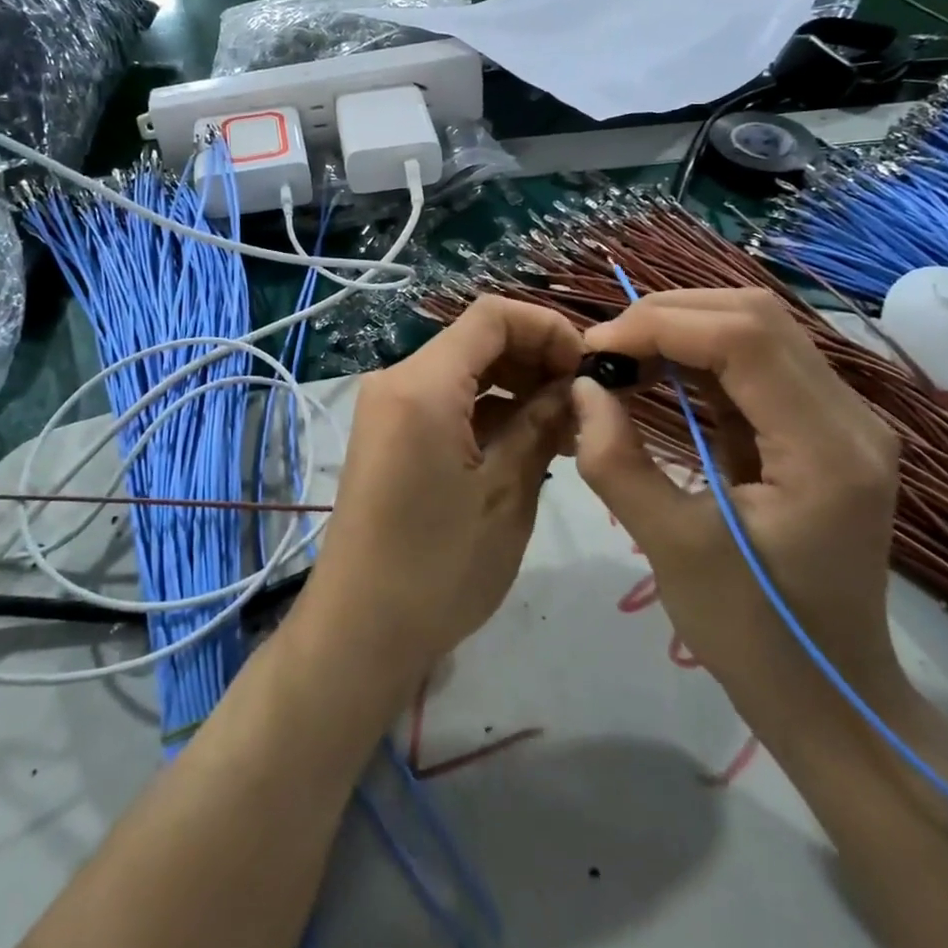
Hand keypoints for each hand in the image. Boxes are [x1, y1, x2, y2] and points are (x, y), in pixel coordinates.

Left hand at [303, 297, 580, 690]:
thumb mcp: (506, 493)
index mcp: (421, 384)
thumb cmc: (438, 567)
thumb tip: (576, 387)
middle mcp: (397, 381)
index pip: (491, 316)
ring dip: (517, 387)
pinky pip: (446, 402)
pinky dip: (489, 411)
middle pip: (477, 340)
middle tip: (586, 403)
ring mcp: (389, 408)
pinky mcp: (390, 435)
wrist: (359, 631)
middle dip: (536, 358)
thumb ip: (542, 425)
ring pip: (464, 371)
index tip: (588, 368)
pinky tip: (530, 442)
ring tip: (569, 429)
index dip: (547, 328)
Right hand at [571, 289, 903, 722]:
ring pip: (756, 329)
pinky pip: (755, 363)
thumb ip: (617, 462)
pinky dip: (698, 356)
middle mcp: (849, 417)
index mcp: (827, 450)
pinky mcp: (819, 428)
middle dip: (667, 317)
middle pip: (755, 317)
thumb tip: (582, 388)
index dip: (660, 326)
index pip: (744, 338)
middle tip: (603, 354)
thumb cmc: (754, 636)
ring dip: (681, 330)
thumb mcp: (673, 550)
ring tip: (621, 360)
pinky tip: (656, 375)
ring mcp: (841, 419)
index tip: (593, 353)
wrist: (831, 697)